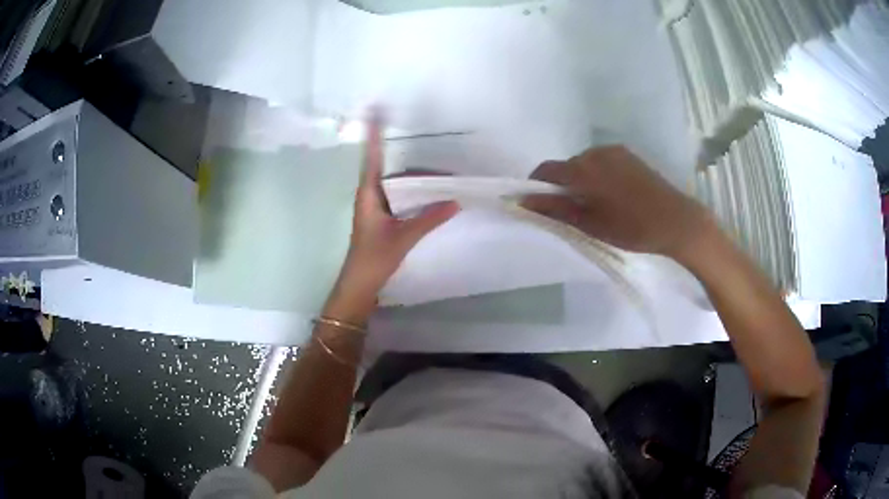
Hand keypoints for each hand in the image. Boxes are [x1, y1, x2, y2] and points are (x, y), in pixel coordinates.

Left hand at [326, 113, 458, 318]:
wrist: (360, 285)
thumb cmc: (374, 258)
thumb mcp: (403, 237)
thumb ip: (429, 218)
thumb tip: (455, 202)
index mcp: (368, 194)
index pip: (372, 156)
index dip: (374, 133)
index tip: (375, 109)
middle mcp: (370, 194)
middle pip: (391, 168)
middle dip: (413, 162)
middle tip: (440, 160)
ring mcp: (376, 206)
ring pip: (398, 184)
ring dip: (418, 180)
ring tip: (444, 178)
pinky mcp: (382, 217)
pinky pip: (401, 196)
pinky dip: (416, 193)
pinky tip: (431, 194)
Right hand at [522, 146, 711, 259]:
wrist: (676, 220)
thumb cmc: (631, 228)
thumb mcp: (591, 224)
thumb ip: (556, 209)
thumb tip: (525, 201)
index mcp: (583, 169)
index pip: (546, 169)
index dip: (536, 185)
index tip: (537, 204)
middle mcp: (595, 152)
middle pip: (567, 165)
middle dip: (562, 185)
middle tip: (571, 211)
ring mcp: (614, 151)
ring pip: (585, 163)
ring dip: (582, 179)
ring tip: (594, 204)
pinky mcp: (628, 154)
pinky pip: (602, 161)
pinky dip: (598, 175)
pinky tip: (612, 194)